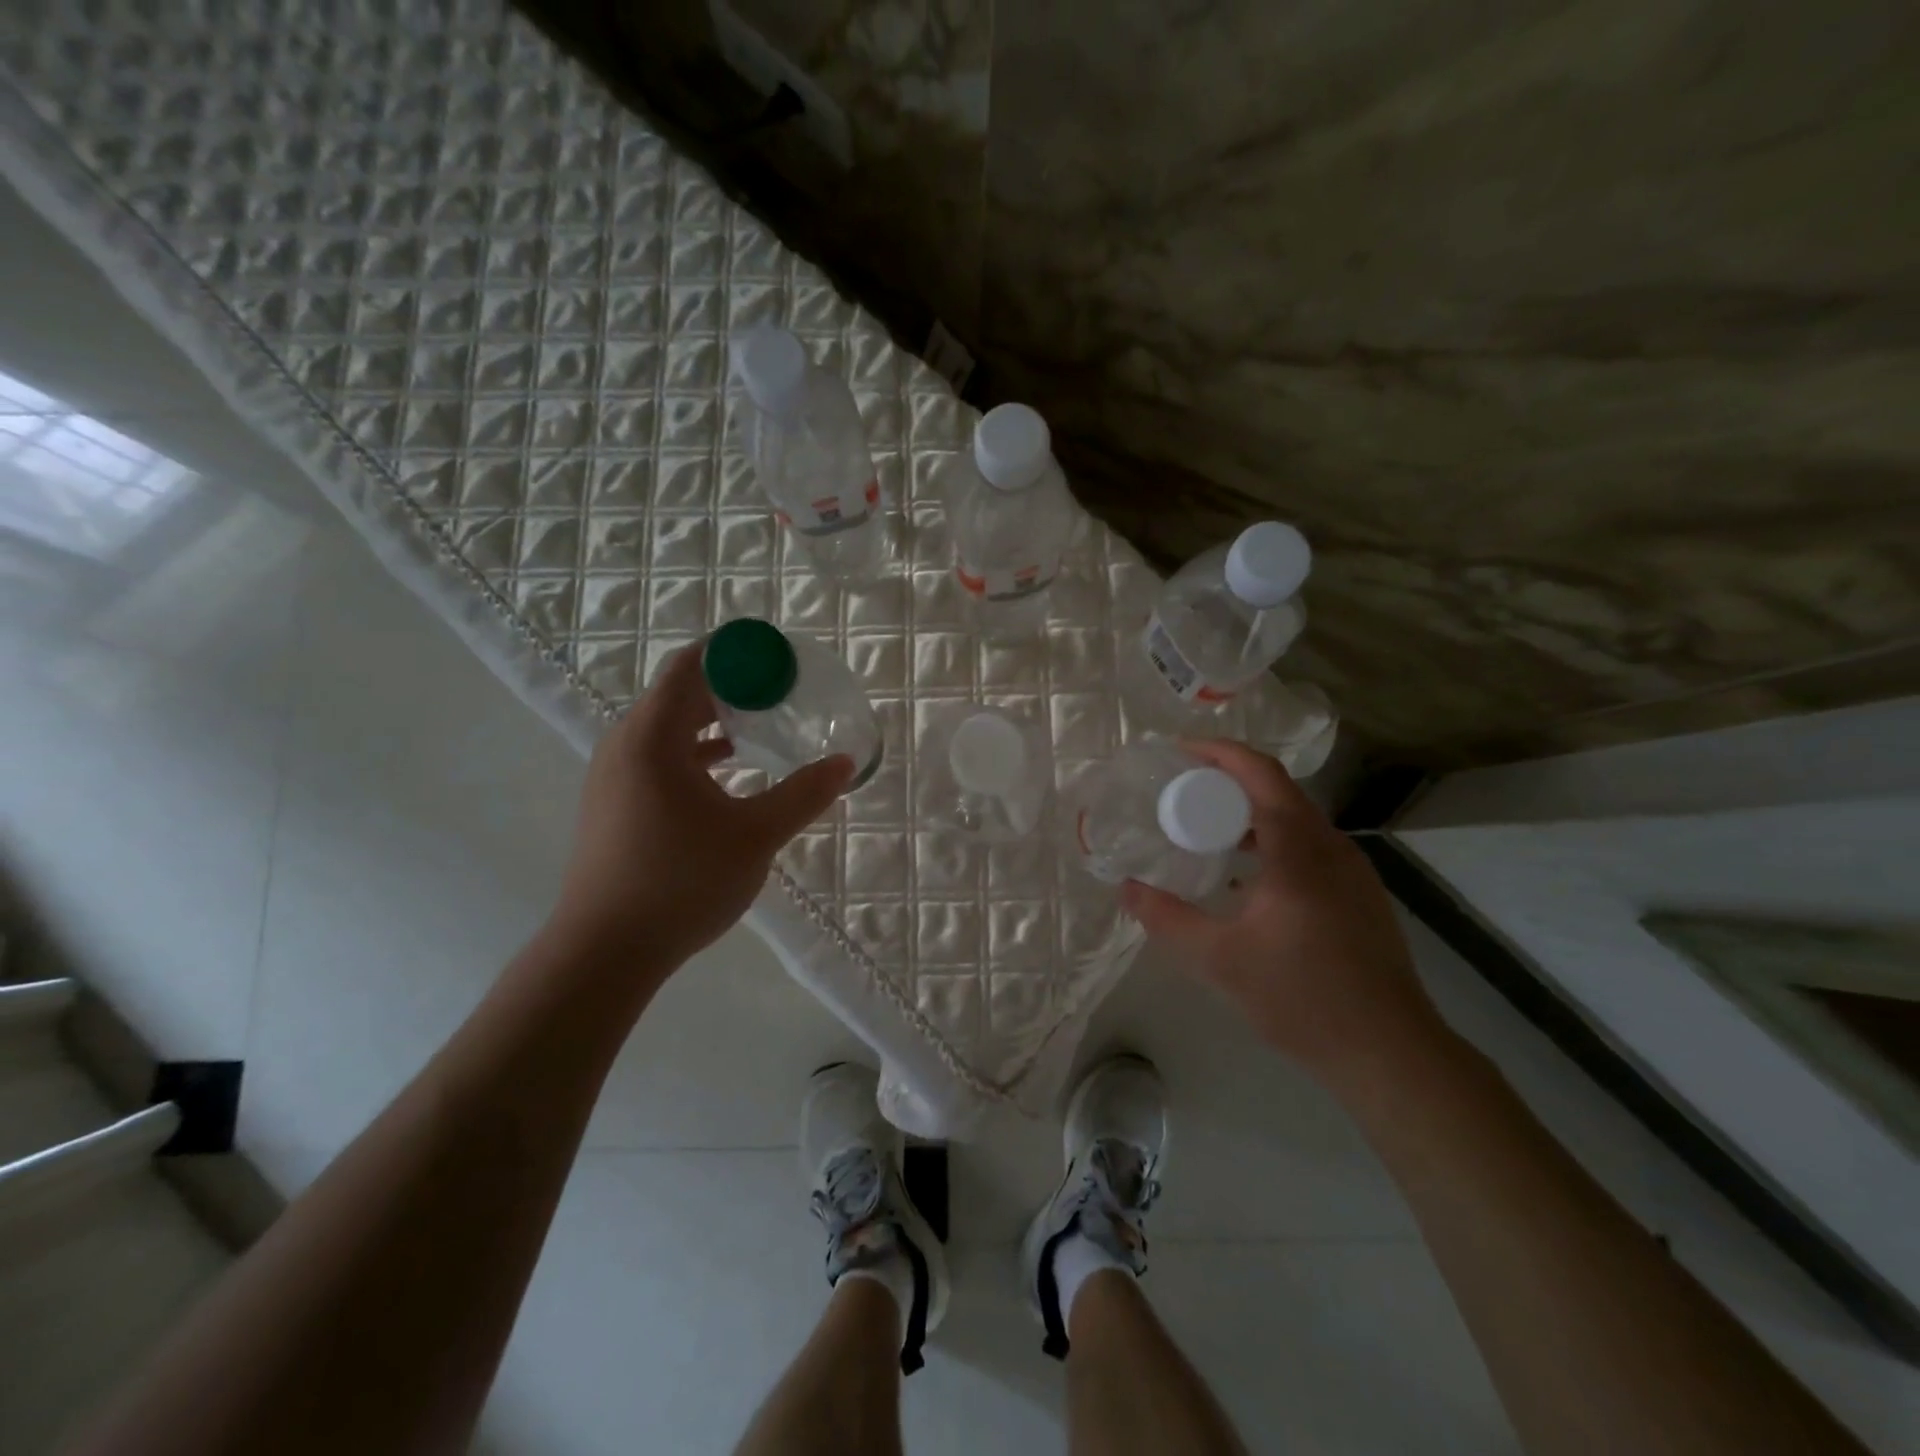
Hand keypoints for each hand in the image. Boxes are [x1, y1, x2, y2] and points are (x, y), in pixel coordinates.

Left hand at [552, 640, 851, 968]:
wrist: (604, 952)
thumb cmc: (681, 882)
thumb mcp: (755, 836)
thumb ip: (803, 794)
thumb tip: (845, 763)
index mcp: (653, 737)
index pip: (691, 666)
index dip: (735, 654)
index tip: (778, 660)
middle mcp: (625, 745)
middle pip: (679, 693)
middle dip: (731, 687)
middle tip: (780, 693)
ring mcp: (614, 776)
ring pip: (668, 727)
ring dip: (713, 721)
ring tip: (759, 728)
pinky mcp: (613, 804)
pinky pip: (658, 756)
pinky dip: (695, 752)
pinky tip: (728, 772)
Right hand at [1121, 739, 1443, 1085]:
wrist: (1390, 1052)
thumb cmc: (1301, 997)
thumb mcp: (1218, 960)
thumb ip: (1166, 918)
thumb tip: (1126, 889)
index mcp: (1299, 850)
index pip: (1261, 774)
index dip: (1220, 752)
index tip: (1179, 750)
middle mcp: (1331, 847)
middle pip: (1278, 790)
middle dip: (1227, 780)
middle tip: (1181, 790)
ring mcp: (1353, 871)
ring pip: (1296, 819)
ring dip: (1250, 812)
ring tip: (1206, 829)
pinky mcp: (1360, 894)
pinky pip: (1309, 845)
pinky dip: (1271, 839)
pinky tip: (1247, 876)